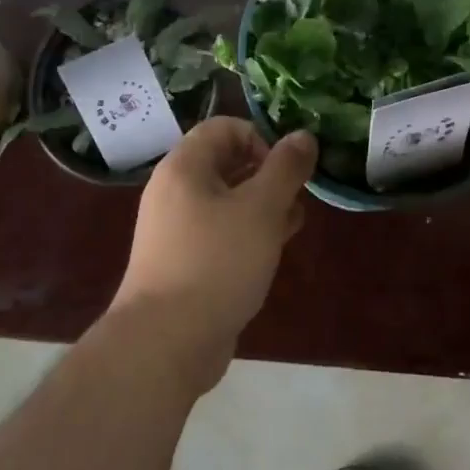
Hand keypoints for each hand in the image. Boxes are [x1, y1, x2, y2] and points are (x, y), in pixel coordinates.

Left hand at [109, 117, 318, 388]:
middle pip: (226, 163)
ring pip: (226, 200)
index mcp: (184, 167)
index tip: (287, 168)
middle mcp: (174, 191)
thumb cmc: (216, 262)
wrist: (166, 342)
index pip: (224, 127)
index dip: (260, 138)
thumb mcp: (261, 209)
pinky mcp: (182, 262)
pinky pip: (219, 232)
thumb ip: (286, 168)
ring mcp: (175, 229)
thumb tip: (303, 135)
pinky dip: (246, 233)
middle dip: (267, 174)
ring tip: (294, 223)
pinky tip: (273, 251)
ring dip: (262, 205)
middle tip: (298, 196)